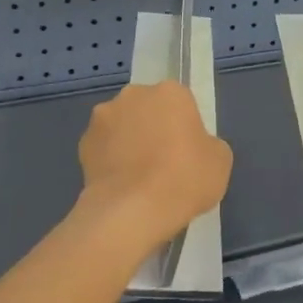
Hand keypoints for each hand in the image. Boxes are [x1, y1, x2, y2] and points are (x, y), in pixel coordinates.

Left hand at [77, 81, 232, 253]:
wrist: (132, 211)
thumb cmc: (184, 179)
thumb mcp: (220, 161)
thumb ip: (207, 143)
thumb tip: (192, 147)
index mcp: (170, 92)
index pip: (181, 102)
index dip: (185, 126)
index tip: (188, 151)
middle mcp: (133, 95)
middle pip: (147, 108)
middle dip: (153, 128)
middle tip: (164, 163)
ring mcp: (103, 118)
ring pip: (122, 126)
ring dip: (128, 142)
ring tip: (138, 178)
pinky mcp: (82, 143)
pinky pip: (103, 148)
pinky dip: (110, 161)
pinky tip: (121, 186)